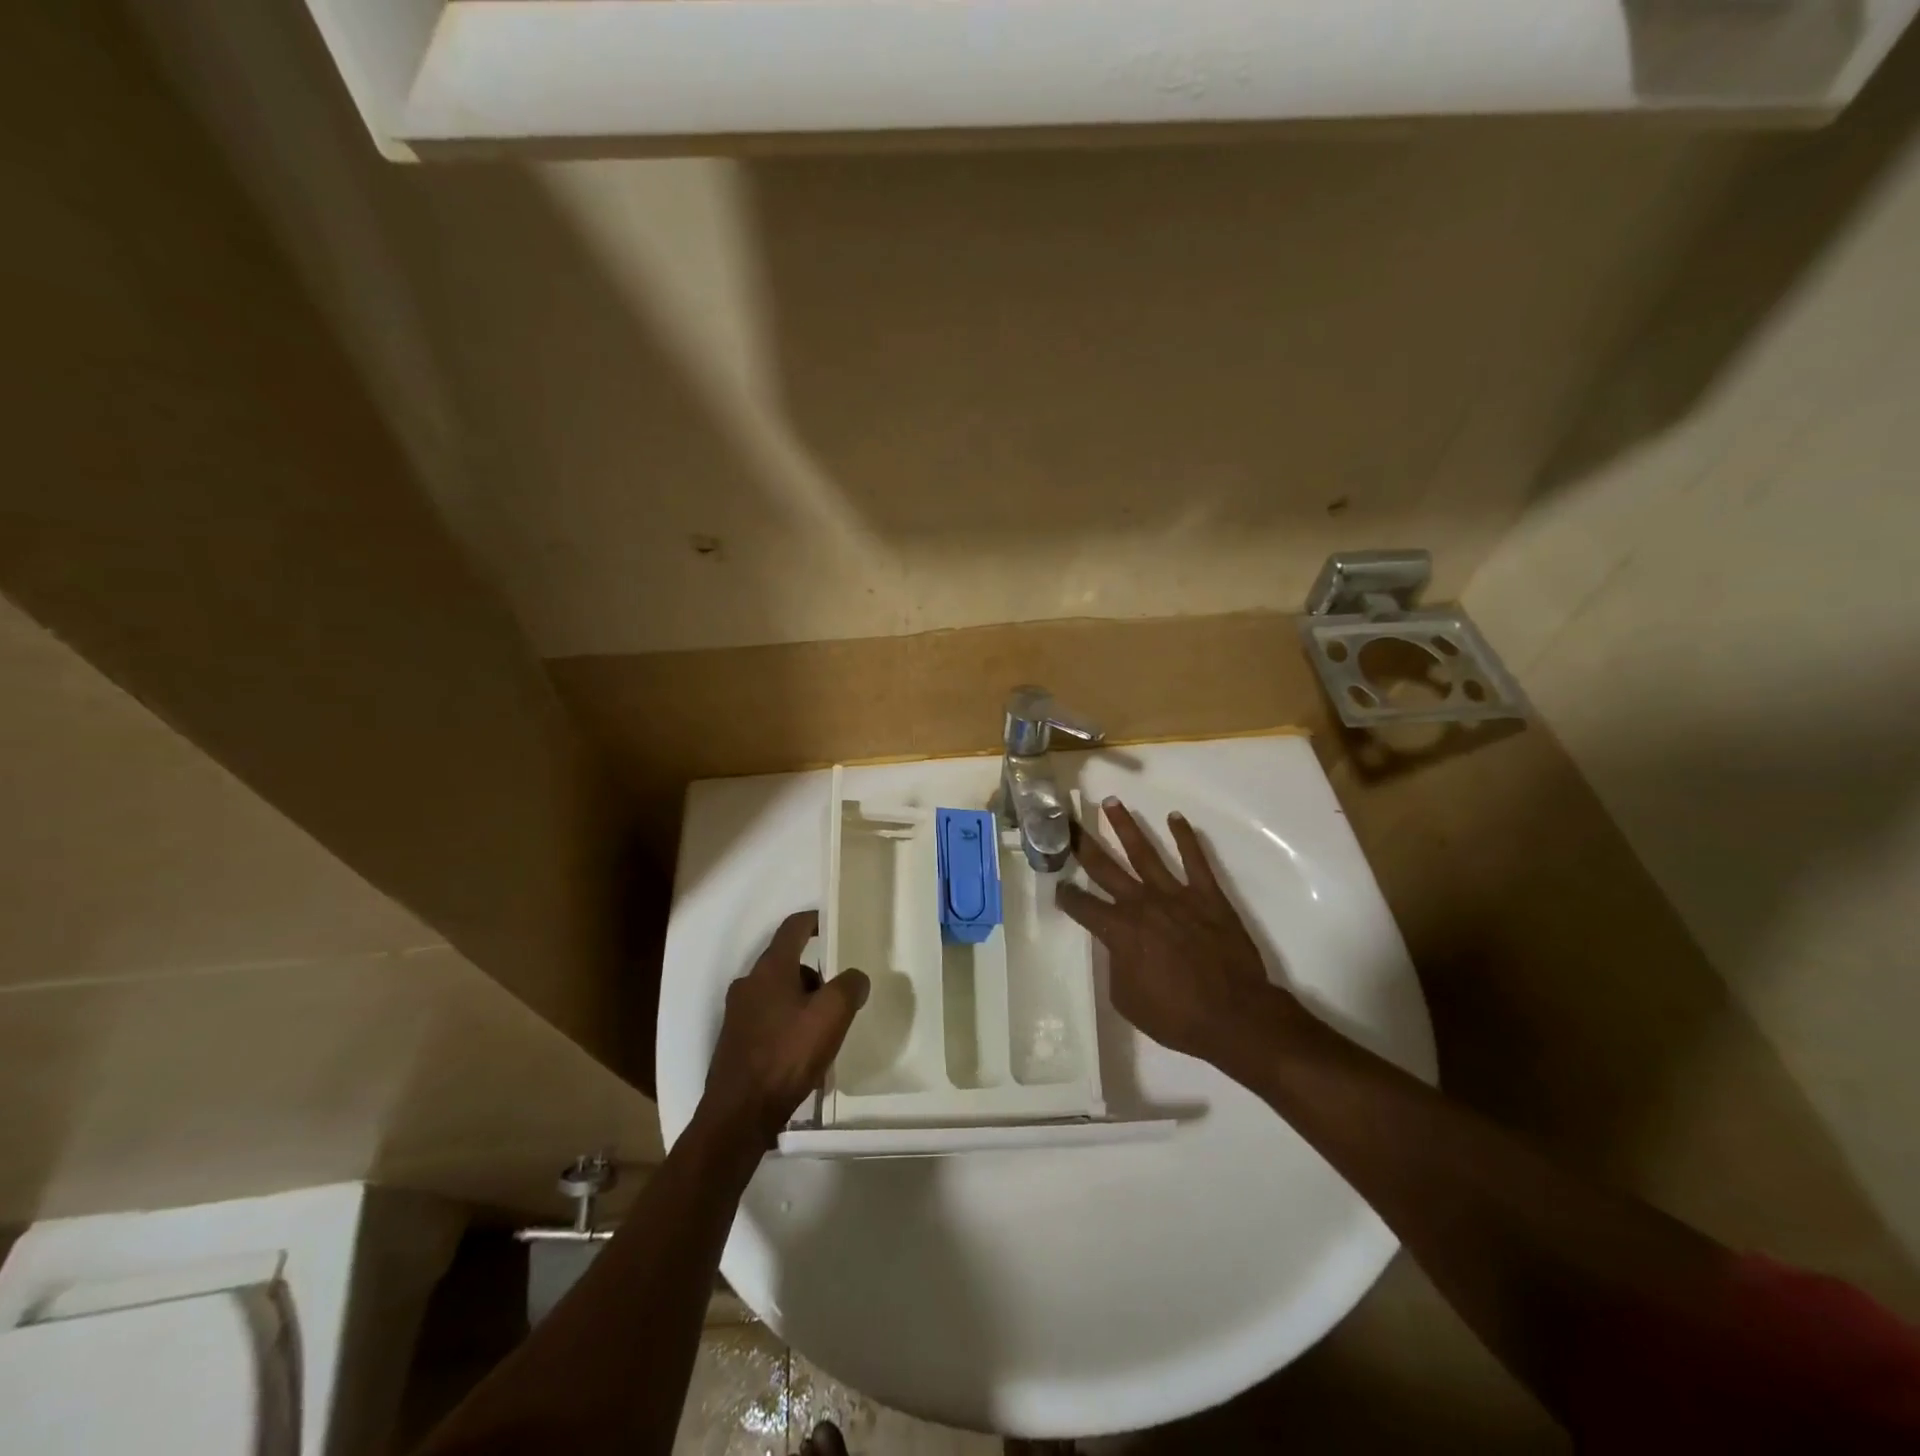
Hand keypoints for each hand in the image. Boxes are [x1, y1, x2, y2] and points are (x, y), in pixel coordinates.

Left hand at [701, 911, 870, 1146]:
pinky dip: (787, 1025)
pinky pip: (767, 1020)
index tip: (832, 924)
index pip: (793, 927)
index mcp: (770, 968)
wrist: (738, 1115)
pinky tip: (802, 1054)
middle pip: (787, 963)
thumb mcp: (831, 1016)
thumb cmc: (787, 1055)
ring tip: (824, 1031)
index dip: (814, 921)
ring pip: (777, 993)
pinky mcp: (734, 1041)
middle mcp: (748, 983)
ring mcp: (737, 1013)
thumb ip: (848, 987)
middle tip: (839, 994)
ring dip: (802, 1002)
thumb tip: (854, 978)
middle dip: (815, 974)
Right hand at [1056, 799, 1302, 1068]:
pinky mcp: (1207, 895)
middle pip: (1105, 867)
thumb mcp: (1127, 999)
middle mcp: (1141, 903)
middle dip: (1082, 843)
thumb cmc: (1176, 1016)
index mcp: (1119, 931)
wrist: (1235, 1016)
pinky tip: (1175, 818)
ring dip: (1125, 826)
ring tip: (1111, 803)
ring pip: (1144, 852)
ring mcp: (1176, 895)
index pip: (1082, 905)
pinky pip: (1195, 859)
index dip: (1066, 895)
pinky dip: (1185, 837)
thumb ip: (1117, 965)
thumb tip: (1119, 947)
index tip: (1058, 884)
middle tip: (1067, 822)